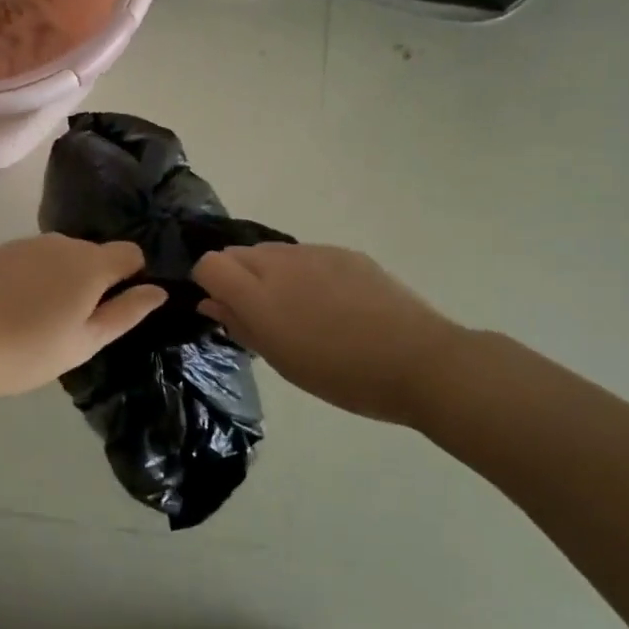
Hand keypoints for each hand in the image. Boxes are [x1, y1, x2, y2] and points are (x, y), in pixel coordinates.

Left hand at [0, 235, 167, 400]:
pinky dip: (35, 277)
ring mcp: (26, 243)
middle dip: (95, 281)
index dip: (131, 278)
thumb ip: (126, 313)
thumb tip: (157, 290)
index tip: (114, 309)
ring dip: (64, 278)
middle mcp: (62, 242)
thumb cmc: (27, 351)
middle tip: (74, 324)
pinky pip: (33, 259)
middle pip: (95, 253)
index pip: (131, 253)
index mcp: (90, 263)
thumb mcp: (85, 342)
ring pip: (62, 255)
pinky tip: (14, 308)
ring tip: (40, 320)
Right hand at [193, 243, 463, 425]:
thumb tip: (211, 303)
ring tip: (299, 310)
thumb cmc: (342, 376)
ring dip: (269, 274)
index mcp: (259, 295)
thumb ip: (240, 326)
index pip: (210, 264)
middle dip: (237, 277)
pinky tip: (331, 303)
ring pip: (271, 252)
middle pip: (237, 253)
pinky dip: (302, 272)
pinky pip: (306, 255)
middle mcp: (281, 264)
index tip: (224, 309)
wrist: (419, 361)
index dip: (209, 283)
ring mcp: (315, 254)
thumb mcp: (282, 361)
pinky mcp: (344, 253)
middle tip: (261, 315)